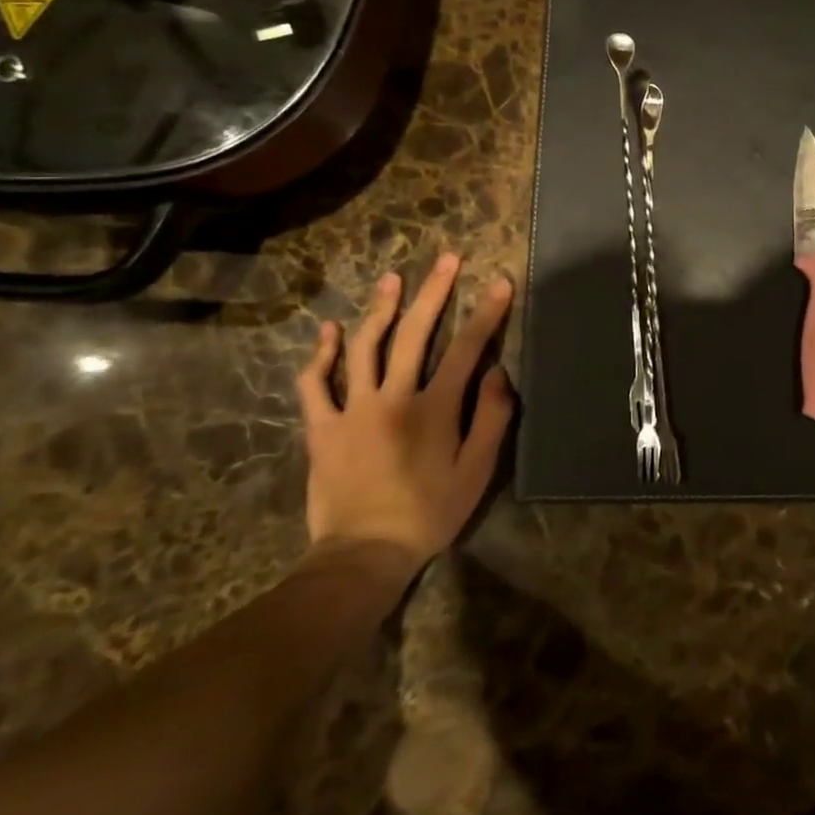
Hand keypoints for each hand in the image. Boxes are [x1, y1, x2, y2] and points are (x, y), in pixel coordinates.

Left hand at [297, 253, 516, 564]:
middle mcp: (393, 397)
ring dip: (380, 308)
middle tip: (447, 259)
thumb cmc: (429, 513)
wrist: (364, 555)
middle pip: (414, 333)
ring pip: (365, 346)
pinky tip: (330, 331)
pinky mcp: (323, 427)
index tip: (500, 282)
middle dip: (434, 292)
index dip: (487, 313)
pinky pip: (315, 384)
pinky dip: (321, 355)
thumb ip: (492, 418)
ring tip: (392, 278)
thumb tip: (498, 372)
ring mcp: (353, 409)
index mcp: (434, 408)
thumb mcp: (477, 472)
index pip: (466, 348)